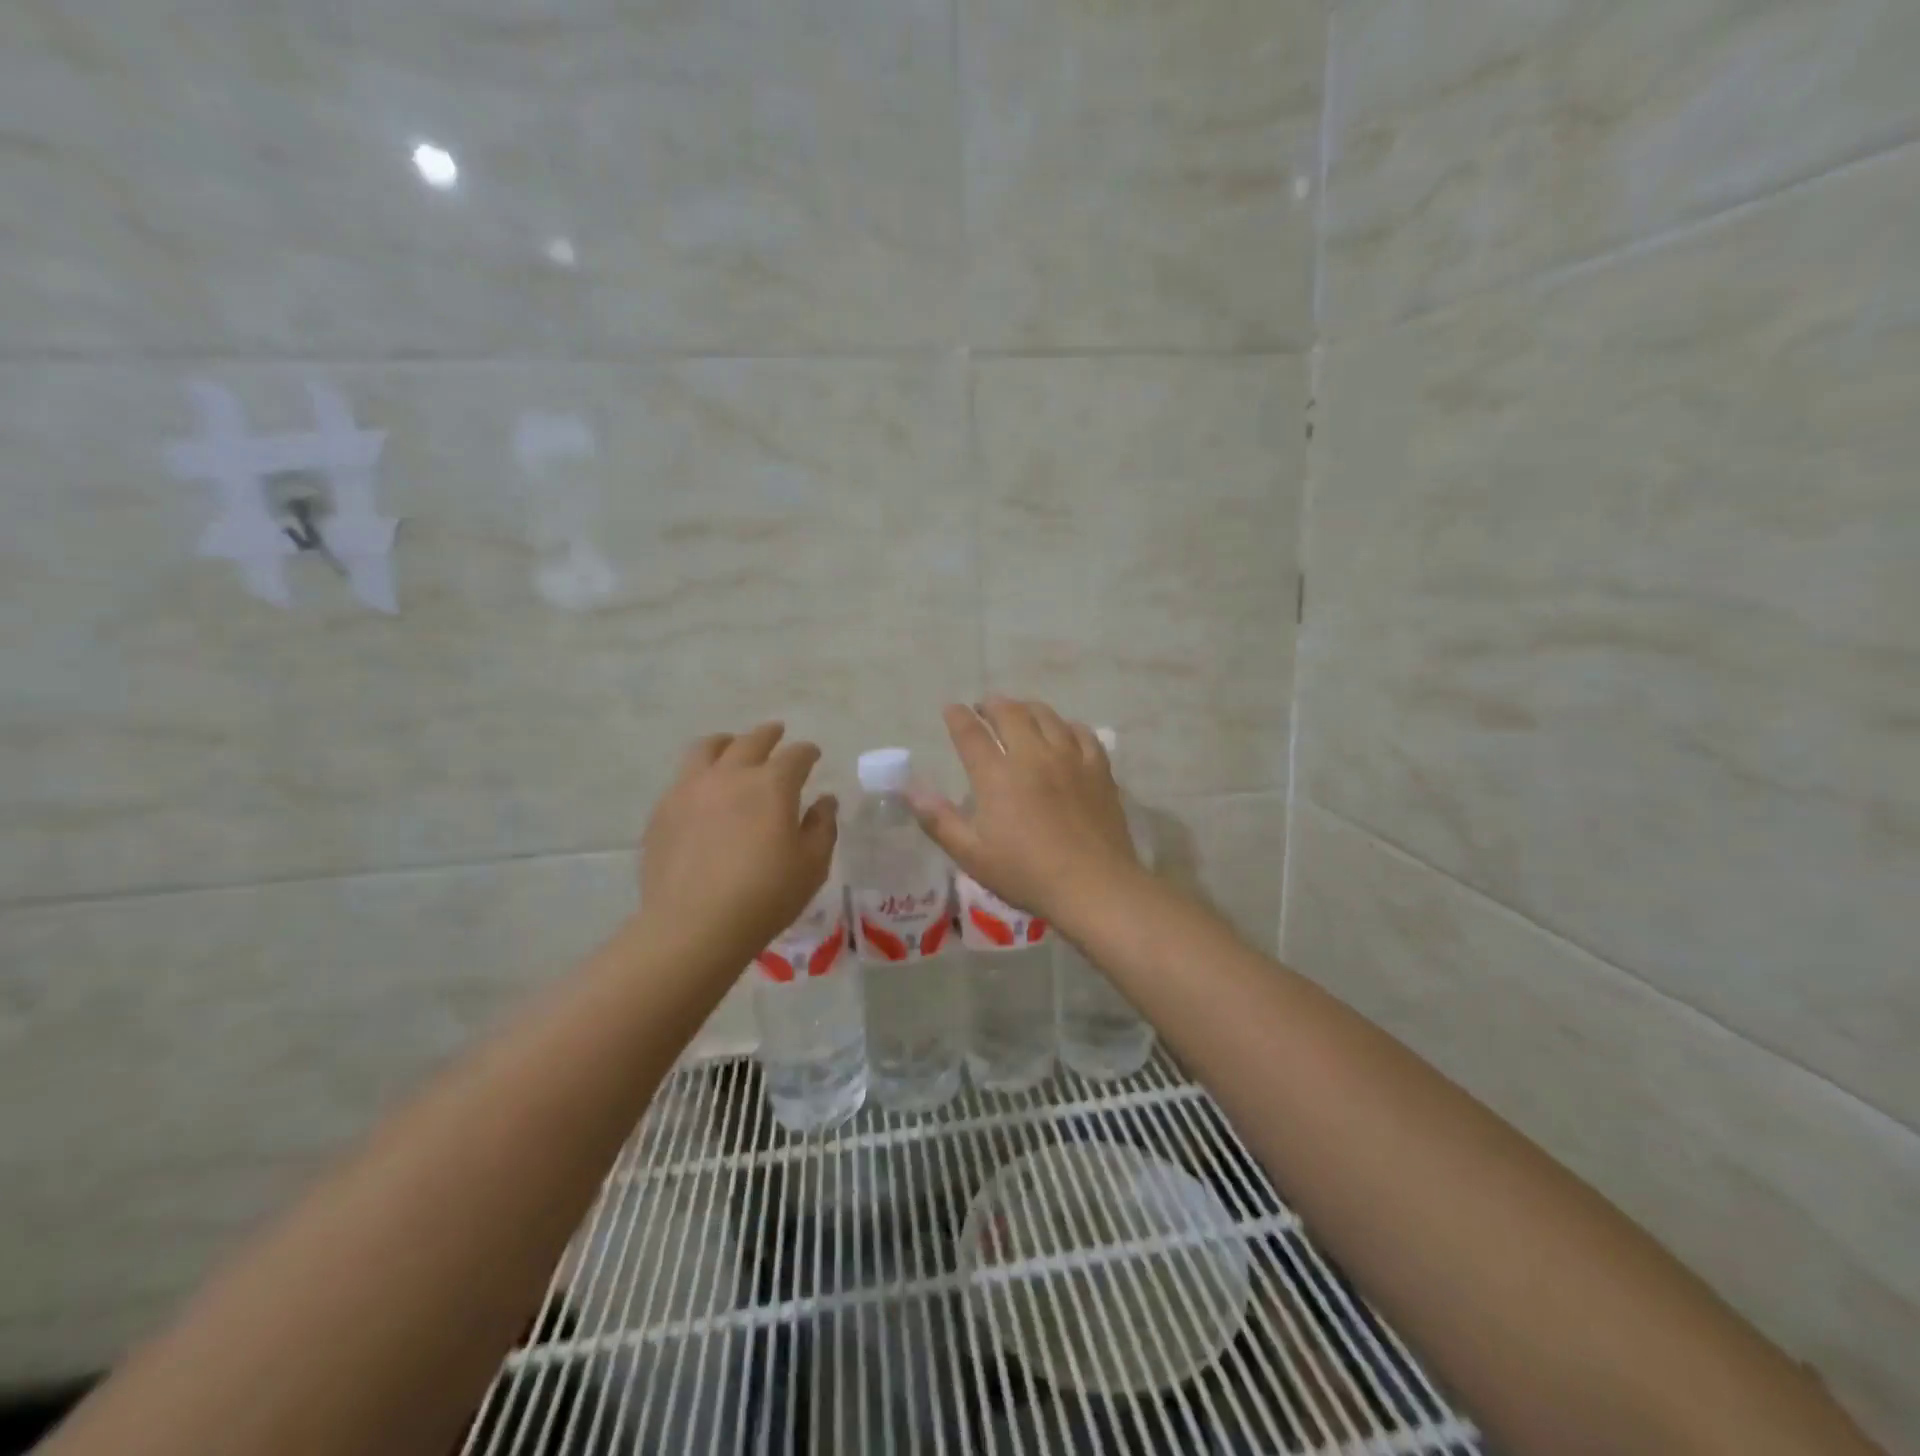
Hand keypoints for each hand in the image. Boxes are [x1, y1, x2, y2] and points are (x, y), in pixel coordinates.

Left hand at [638, 723, 837, 961]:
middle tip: (777, 733)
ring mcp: (691, 789)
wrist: (694, 926)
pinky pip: (683, 777)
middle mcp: (731, 774)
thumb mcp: (812, 865)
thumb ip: (822, 827)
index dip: (807, 752)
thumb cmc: (765, 896)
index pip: (796, 755)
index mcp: (772, 784)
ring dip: (727, 742)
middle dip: (769, 734)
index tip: (812, 755)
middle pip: (751, 740)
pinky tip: (704, 790)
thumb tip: (825, 801)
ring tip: (732, 746)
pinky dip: (700, 773)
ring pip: (708, 748)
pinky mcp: (663, 810)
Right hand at [909, 698, 1140, 924]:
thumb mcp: (971, 854)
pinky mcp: (1098, 769)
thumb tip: (910, 789)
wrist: (1093, 886)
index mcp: (997, 775)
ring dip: (1027, 708)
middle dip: (992, 704)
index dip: (958, 717)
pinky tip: (1063, 732)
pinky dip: (1066, 725)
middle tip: (984, 707)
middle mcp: (1033, 755)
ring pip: (1047, 716)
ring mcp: (1070, 758)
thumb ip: (938, 819)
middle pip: (1010, 713)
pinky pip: (1082, 732)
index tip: (951, 708)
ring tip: (1019, 712)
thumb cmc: (1026, 874)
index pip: (971, 733)